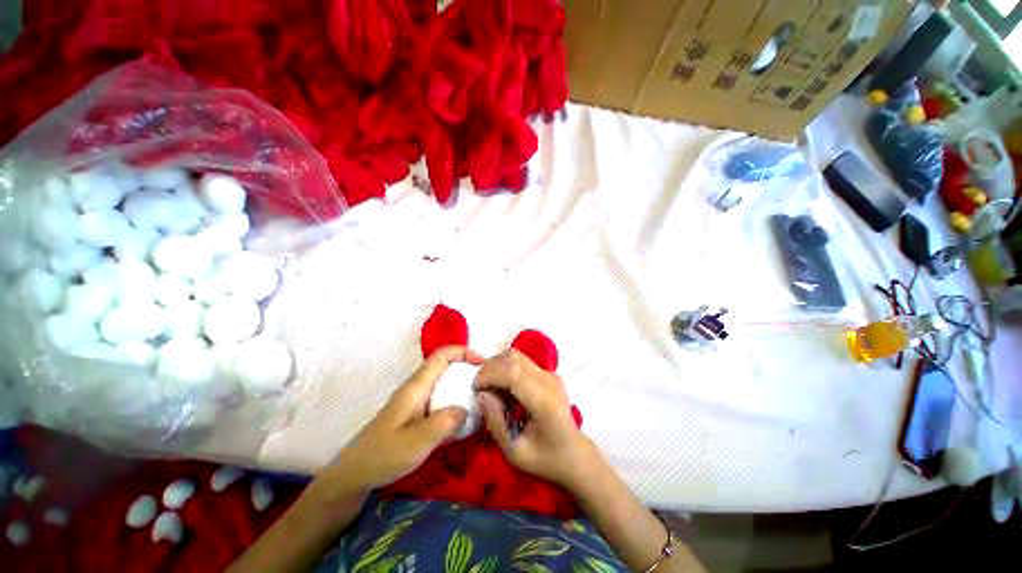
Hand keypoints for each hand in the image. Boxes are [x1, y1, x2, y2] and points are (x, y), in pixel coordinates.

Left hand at [326, 346, 484, 492]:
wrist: (354, 475)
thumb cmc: (383, 456)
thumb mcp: (416, 443)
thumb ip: (444, 423)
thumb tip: (467, 408)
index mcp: (417, 386)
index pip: (443, 355)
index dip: (465, 352)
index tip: (485, 365)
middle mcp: (418, 387)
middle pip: (446, 365)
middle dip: (469, 368)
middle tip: (489, 385)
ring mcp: (417, 400)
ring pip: (445, 382)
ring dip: (464, 385)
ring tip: (482, 400)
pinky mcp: (417, 413)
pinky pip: (442, 397)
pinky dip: (456, 400)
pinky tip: (465, 419)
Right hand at [474, 349, 598, 490]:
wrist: (574, 454)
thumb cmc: (546, 459)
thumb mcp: (515, 452)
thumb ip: (495, 422)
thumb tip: (482, 394)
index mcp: (544, 400)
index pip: (512, 373)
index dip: (489, 375)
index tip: (474, 388)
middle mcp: (549, 380)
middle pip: (513, 358)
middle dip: (490, 367)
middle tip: (478, 386)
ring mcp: (550, 374)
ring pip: (517, 355)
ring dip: (497, 365)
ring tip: (488, 385)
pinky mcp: (549, 373)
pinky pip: (522, 362)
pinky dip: (506, 368)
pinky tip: (502, 386)